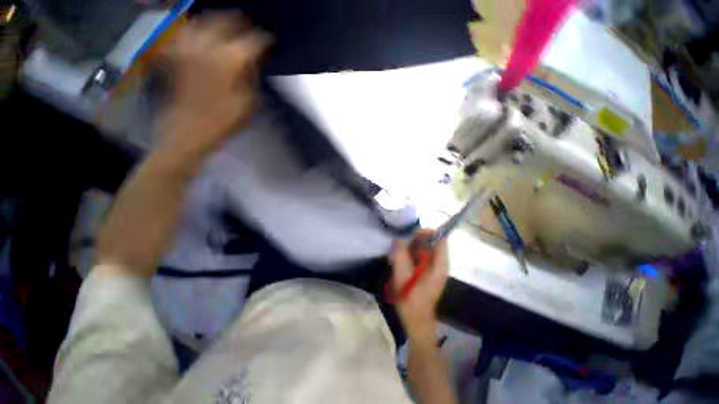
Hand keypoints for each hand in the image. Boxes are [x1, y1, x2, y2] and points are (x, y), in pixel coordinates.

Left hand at [160, 13, 269, 152]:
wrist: (188, 128)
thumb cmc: (223, 120)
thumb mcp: (248, 103)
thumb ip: (251, 76)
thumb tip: (252, 59)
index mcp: (229, 60)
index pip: (252, 40)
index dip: (263, 39)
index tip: (270, 40)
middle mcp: (207, 46)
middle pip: (225, 21)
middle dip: (239, 21)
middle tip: (249, 25)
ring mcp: (187, 47)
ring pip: (203, 21)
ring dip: (217, 20)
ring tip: (226, 24)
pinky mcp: (175, 53)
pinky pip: (185, 32)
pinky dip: (195, 29)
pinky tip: (202, 33)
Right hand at [390, 230, 448, 341]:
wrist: (417, 323)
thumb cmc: (411, 301)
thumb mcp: (402, 277)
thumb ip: (400, 256)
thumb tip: (399, 239)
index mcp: (439, 266)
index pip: (441, 239)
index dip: (427, 232)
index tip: (411, 234)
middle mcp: (440, 264)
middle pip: (431, 242)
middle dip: (414, 240)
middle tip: (399, 245)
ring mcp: (434, 268)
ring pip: (424, 248)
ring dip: (410, 248)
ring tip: (395, 255)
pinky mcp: (428, 271)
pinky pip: (420, 256)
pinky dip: (410, 255)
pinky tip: (398, 261)